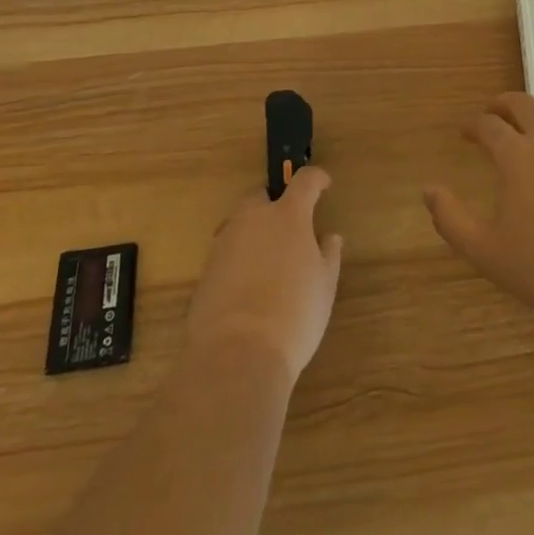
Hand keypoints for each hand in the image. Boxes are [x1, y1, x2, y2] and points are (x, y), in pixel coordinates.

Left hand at [186, 169, 342, 382]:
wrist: (236, 356)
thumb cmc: (294, 314)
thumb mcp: (324, 286)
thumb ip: (328, 254)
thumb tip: (329, 237)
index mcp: (287, 215)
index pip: (304, 181)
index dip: (316, 178)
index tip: (324, 184)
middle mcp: (253, 220)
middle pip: (261, 195)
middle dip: (274, 203)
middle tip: (289, 226)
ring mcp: (224, 244)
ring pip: (240, 224)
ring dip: (254, 231)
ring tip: (268, 260)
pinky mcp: (205, 272)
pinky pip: (226, 253)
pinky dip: (239, 259)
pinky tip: (248, 287)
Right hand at [424, 93, 533, 323]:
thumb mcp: (487, 252)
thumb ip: (452, 220)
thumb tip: (429, 191)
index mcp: (516, 156)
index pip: (488, 126)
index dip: (473, 125)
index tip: (465, 132)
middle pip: (523, 105)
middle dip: (503, 105)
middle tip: (494, 113)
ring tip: (531, 116)